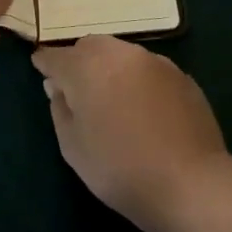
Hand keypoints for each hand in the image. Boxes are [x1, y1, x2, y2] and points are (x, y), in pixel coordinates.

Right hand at [31, 35, 227, 231]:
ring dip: (109, 68)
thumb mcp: (73, 147)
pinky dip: (137, 80)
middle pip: (90, 47)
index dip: (45, 63)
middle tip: (77, 89)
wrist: (191, 184)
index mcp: (87, 67)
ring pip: (121, 54)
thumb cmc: (120, 169)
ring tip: (111, 97)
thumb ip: (60, 109)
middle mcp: (120, 54)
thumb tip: (58, 87)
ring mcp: (155, 61)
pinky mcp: (181, 76)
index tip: (40, 70)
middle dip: (79, 62)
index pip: (56, 56)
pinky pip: (148, 69)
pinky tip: (142, 108)